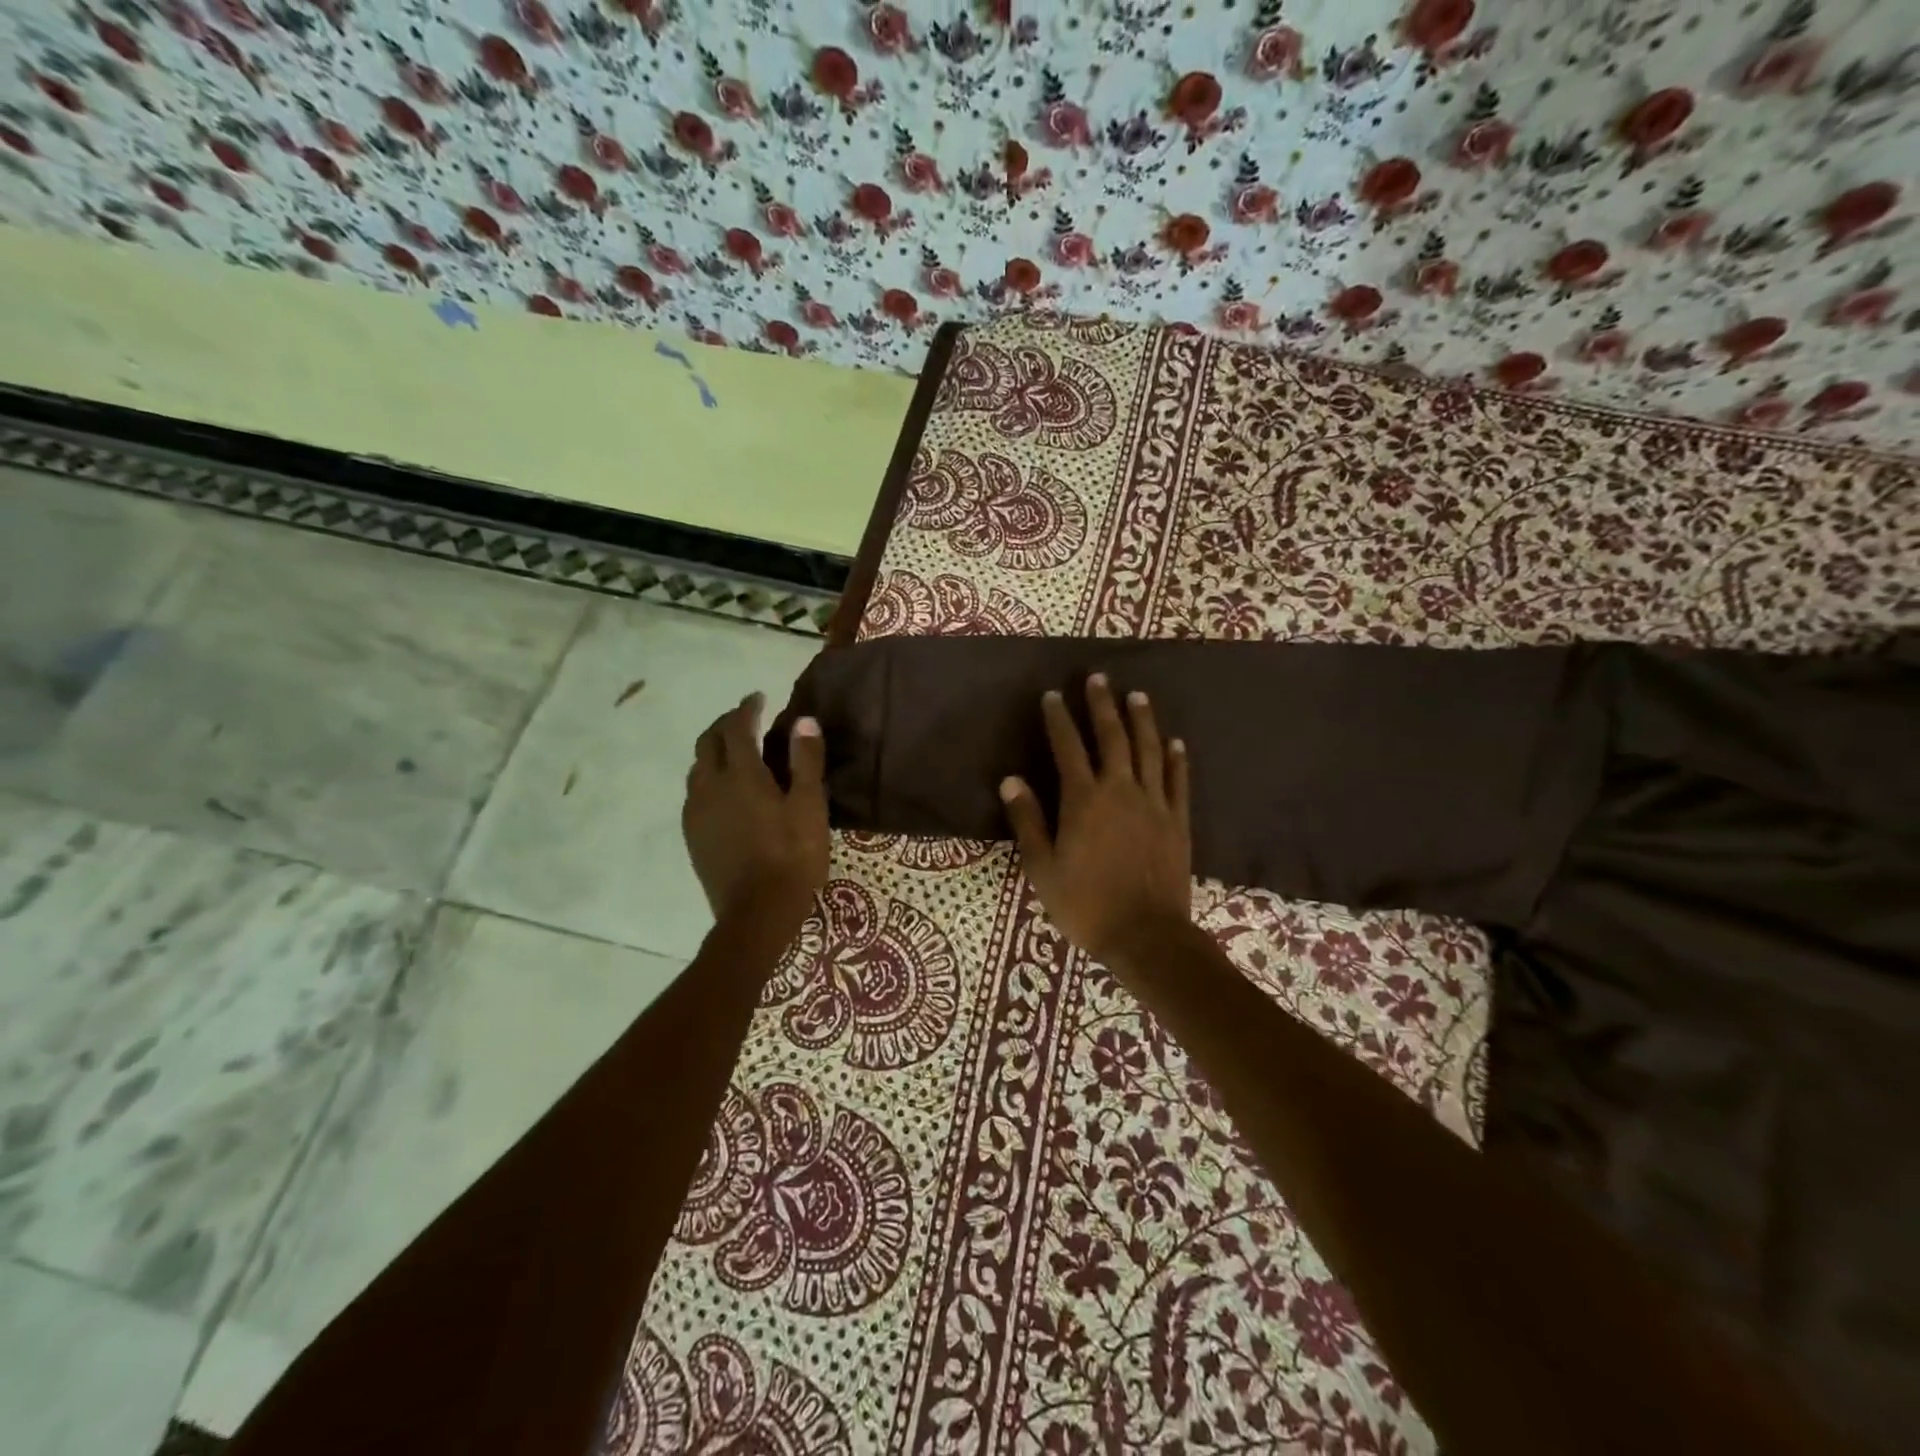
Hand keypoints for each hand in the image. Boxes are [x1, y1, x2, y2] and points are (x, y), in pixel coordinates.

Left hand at [682, 693, 828, 928]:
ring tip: (734, 752)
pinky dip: (707, 778)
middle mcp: (710, 786)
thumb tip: (803, 720)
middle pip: (708, 742)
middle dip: (725, 724)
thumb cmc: (792, 856)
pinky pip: (694, 793)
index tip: (758, 697)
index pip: (737, 727)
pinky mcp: (692, 835)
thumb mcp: (810, 807)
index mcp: (741, 775)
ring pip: (697, 768)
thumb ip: (806, 761)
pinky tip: (723, 791)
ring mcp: (696, 812)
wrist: (756, 913)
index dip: (746, 708)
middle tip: (745, 719)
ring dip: (713, 750)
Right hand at [1000, 674, 1192, 961]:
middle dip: (1102, 705)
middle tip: (1097, 678)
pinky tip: (1174, 741)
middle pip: (1112, 737)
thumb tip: (1011, 780)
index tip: (1052, 695)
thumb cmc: (1085, 904)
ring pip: (1149, 750)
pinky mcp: (1177, 821)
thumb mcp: (1043, 867)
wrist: (1146, 935)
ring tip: (1137, 695)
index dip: (1058, 719)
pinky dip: (1176, 758)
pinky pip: (1178, 781)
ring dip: (1142, 720)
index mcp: (1084, 800)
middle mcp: (1120, 790)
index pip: (1067, 748)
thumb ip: (1028, 821)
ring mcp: (1154, 803)